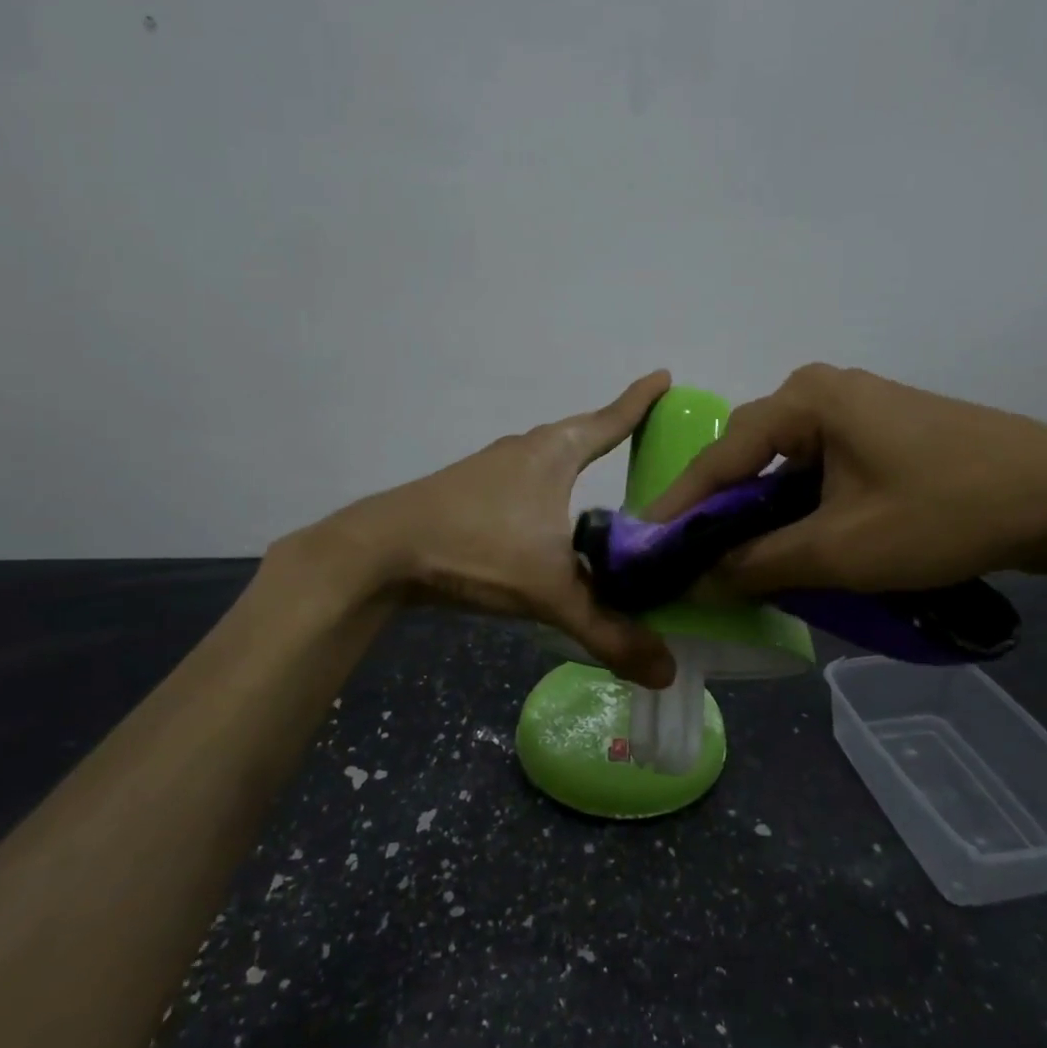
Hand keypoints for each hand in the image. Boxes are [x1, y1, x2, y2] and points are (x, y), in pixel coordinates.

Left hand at [301, 372, 677, 687]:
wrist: (380, 551)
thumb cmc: (476, 550)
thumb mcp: (550, 592)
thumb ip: (607, 631)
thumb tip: (666, 671)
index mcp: (553, 454)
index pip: (609, 421)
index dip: (640, 401)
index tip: (664, 376)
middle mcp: (524, 450)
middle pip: (578, 434)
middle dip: (610, 433)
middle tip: (642, 437)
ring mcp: (491, 468)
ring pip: (546, 459)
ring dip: (574, 464)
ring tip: (600, 483)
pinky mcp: (468, 491)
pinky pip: (524, 481)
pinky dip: (547, 491)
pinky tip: (546, 521)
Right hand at [644, 364, 1046, 593]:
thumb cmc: (945, 513)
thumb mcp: (841, 549)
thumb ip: (759, 564)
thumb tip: (697, 581)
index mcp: (806, 399)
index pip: (720, 457)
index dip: (679, 507)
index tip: (645, 547)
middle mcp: (824, 391)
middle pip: (750, 456)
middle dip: (720, 512)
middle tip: (691, 560)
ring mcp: (859, 410)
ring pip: (786, 466)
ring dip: (763, 514)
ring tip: (737, 560)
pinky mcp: (885, 433)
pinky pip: (821, 469)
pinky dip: (801, 507)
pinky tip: (797, 543)